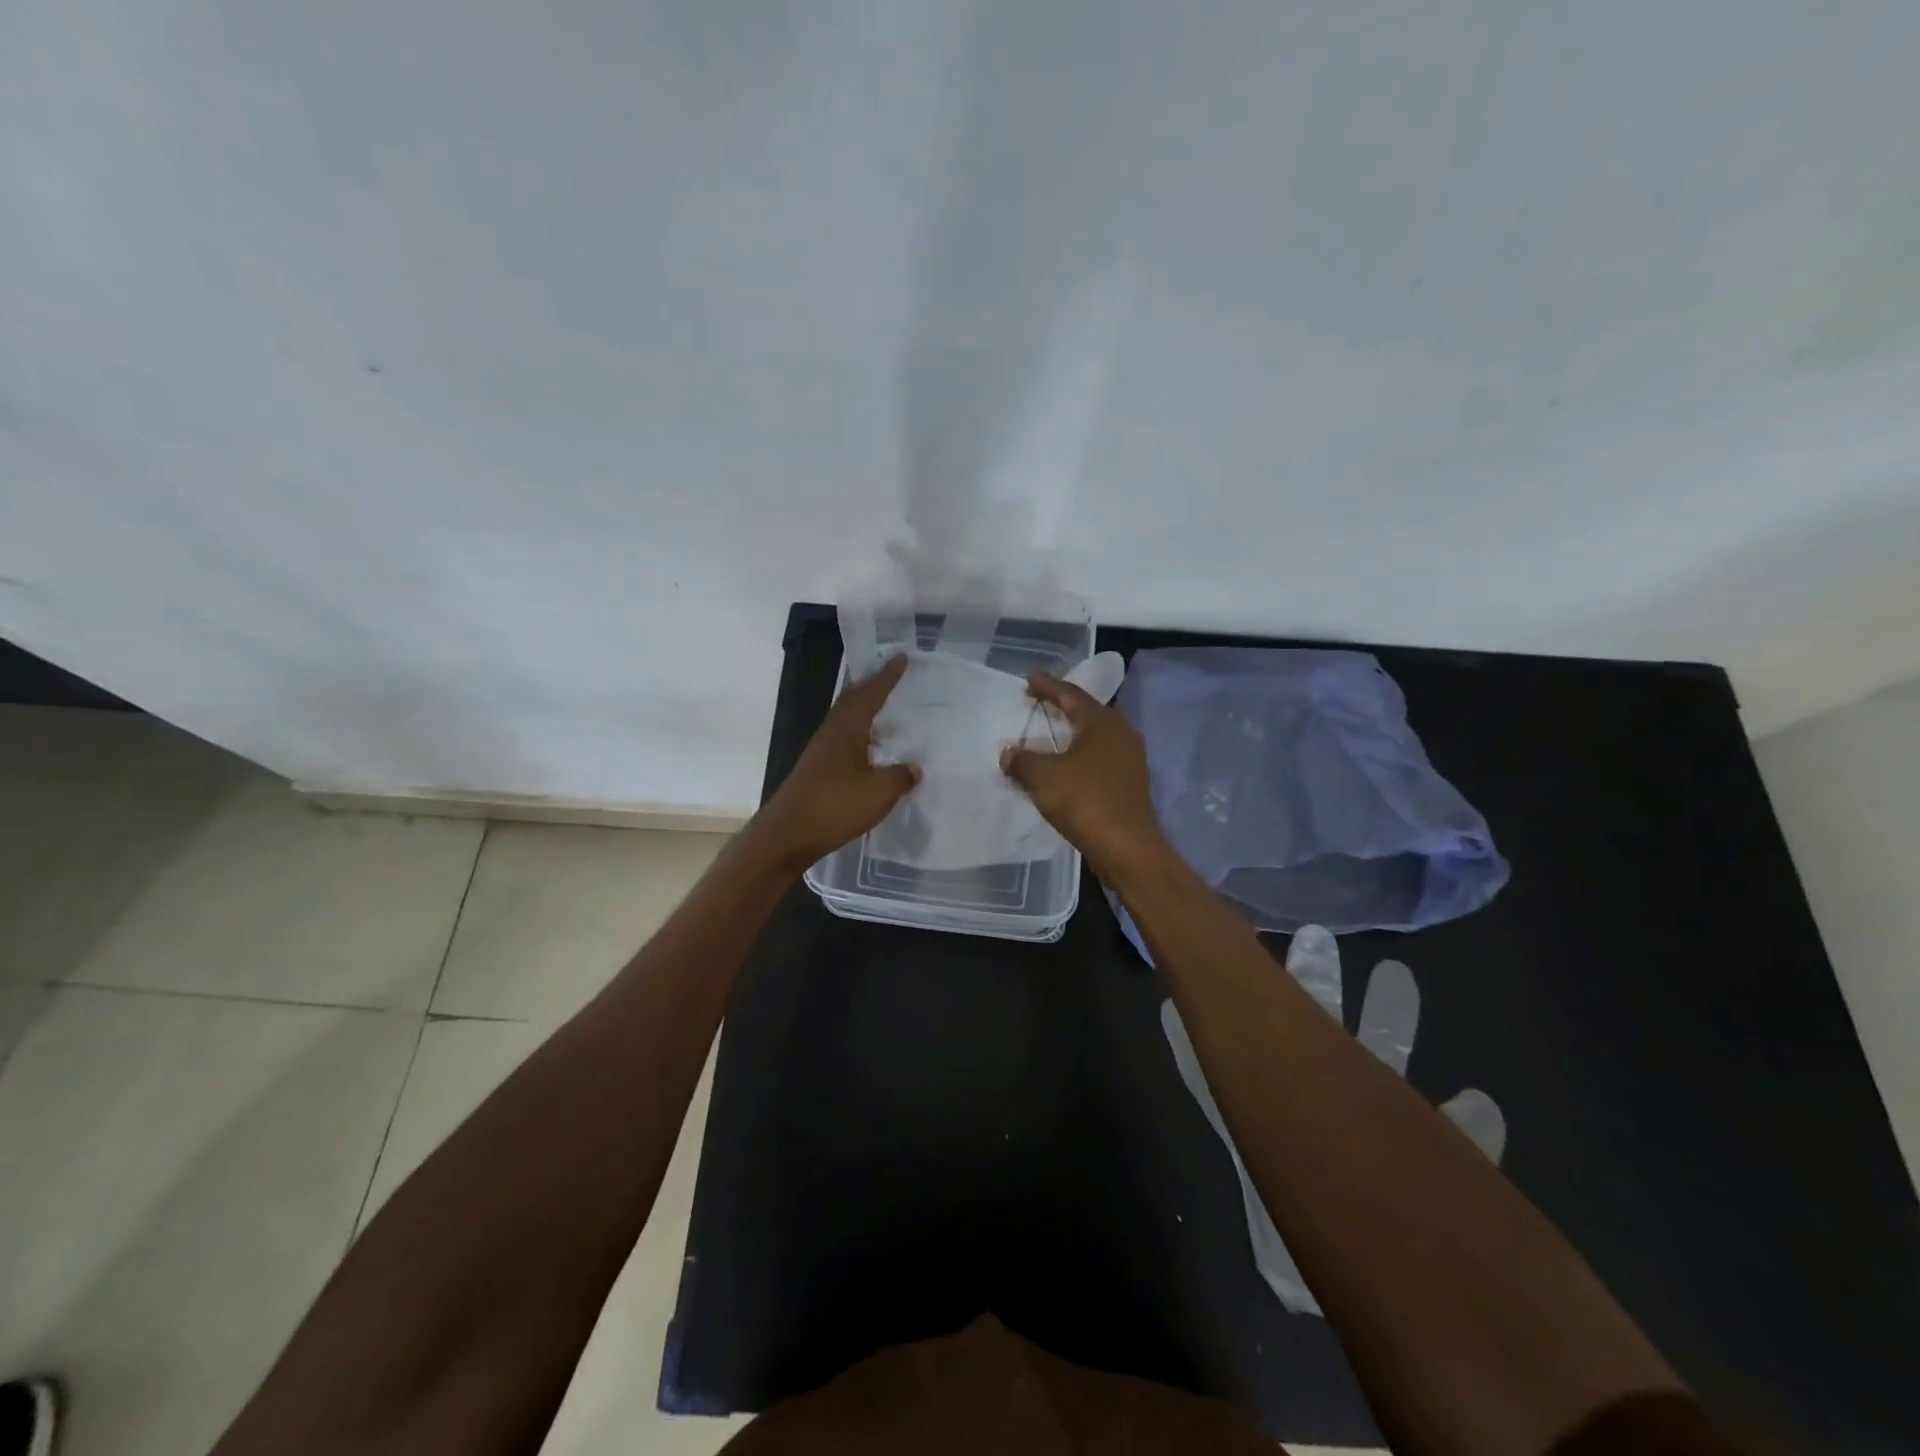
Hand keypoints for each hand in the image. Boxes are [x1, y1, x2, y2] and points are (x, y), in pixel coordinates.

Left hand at [752, 655, 918, 872]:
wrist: (786, 835)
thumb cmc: (834, 807)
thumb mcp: (879, 792)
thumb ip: (900, 777)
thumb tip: (913, 768)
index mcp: (847, 729)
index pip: (871, 693)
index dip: (887, 676)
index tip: (901, 657)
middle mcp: (831, 733)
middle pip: (853, 701)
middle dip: (873, 687)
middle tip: (892, 676)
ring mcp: (821, 752)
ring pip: (846, 721)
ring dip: (865, 712)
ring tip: (887, 712)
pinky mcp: (817, 771)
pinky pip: (843, 741)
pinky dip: (860, 736)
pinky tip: (871, 752)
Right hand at [1001, 672, 1167, 872]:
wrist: (1127, 847)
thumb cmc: (1085, 801)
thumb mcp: (1043, 777)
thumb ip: (1022, 760)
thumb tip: (1008, 752)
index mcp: (1101, 722)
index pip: (1071, 694)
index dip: (1048, 686)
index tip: (1030, 678)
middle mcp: (1121, 733)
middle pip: (1088, 712)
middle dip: (1063, 706)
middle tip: (1040, 702)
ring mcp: (1130, 760)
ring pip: (1096, 737)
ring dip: (1072, 733)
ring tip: (1051, 733)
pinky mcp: (1130, 784)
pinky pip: (1100, 759)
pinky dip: (1080, 757)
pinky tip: (1066, 767)